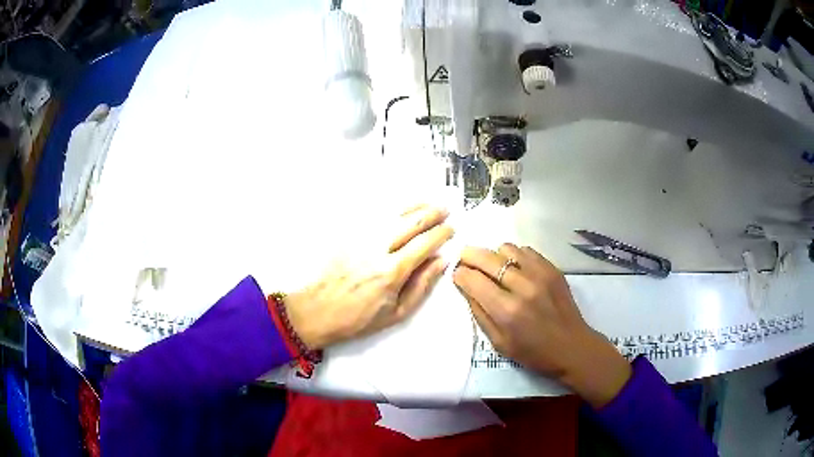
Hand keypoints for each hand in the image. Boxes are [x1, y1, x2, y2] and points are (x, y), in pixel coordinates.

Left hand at [284, 205, 453, 350]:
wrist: (318, 311)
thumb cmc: (360, 318)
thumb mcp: (397, 312)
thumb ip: (422, 285)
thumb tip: (441, 261)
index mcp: (392, 272)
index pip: (424, 244)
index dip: (441, 233)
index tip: (451, 229)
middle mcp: (377, 249)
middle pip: (410, 222)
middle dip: (431, 213)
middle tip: (445, 209)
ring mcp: (360, 238)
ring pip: (393, 214)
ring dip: (414, 206)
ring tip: (429, 202)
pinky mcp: (348, 235)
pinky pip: (373, 215)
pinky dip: (391, 208)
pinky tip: (401, 207)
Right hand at [453, 244, 630, 407]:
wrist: (572, 346)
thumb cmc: (533, 352)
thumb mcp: (499, 343)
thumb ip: (480, 314)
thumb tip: (466, 288)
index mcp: (506, 311)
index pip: (473, 280)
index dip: (460, 274)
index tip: (457, 274)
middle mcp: (522, 287)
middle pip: (487, 258)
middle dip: (470, 256)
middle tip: (465, 259)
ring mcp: (540, 274)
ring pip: (506, 249)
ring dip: (494, 256)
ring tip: (495, 268)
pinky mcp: (553, 269)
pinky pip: (526, 250)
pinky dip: (515, 256)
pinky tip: (516, 269)